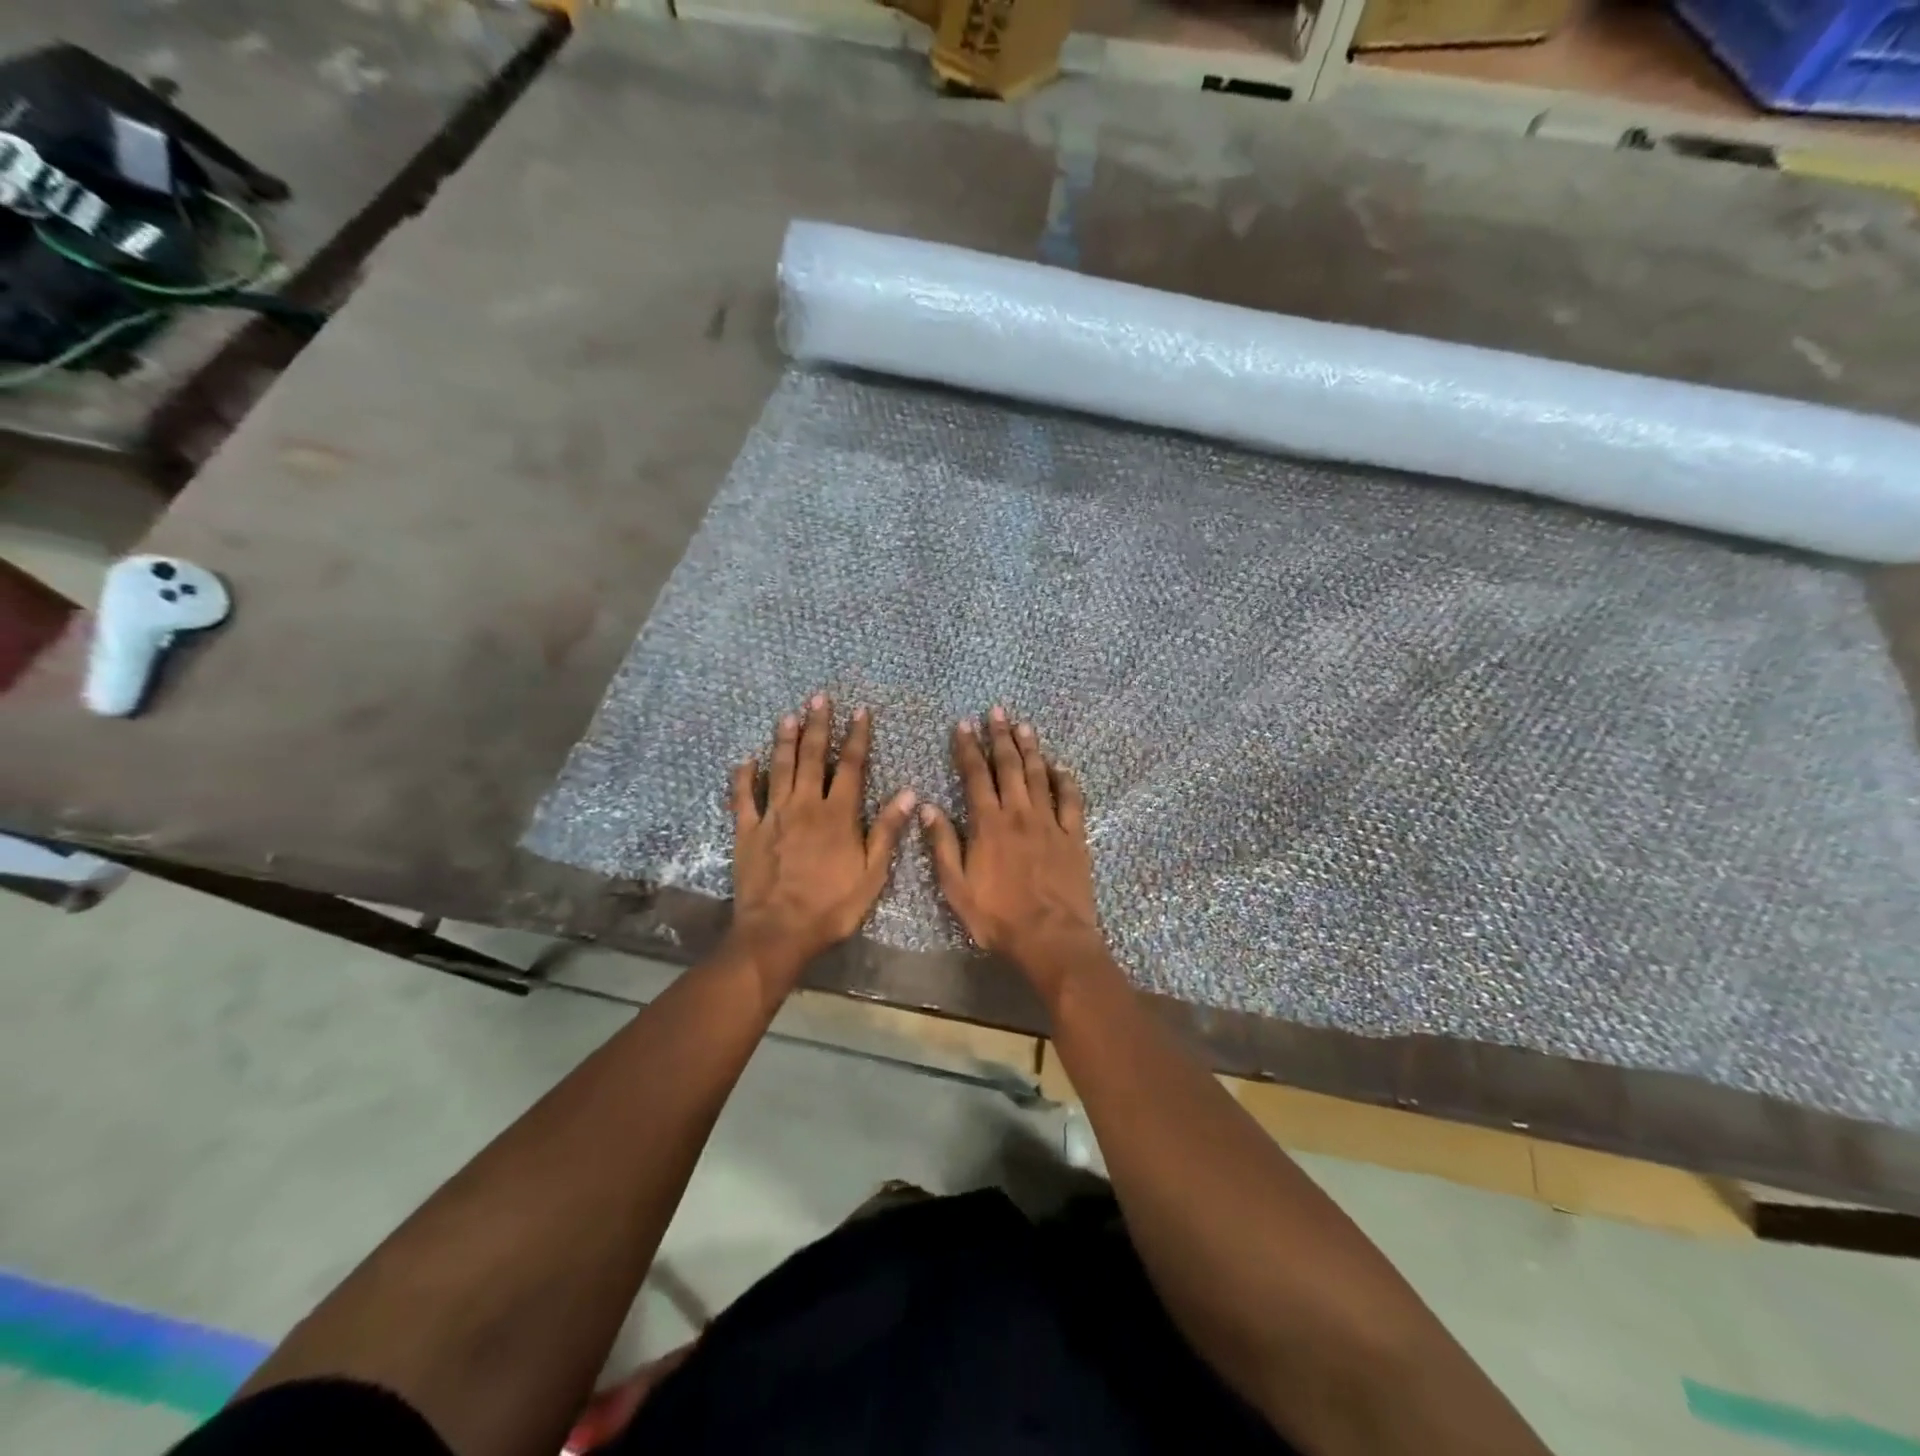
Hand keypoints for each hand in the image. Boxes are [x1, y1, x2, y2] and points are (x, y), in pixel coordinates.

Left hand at [729, 693, 915, 984]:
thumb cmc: (831, 906)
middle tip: (819, 698)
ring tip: (789, 716)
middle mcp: (805, 805)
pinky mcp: (746, 831)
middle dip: (818, 725)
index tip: (860, 712)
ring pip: (779, 768)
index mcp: (838, 814)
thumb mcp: (872, 874)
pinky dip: (743, 776)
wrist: (778, 932)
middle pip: (813, 757)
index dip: (857, 737)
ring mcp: (772, 816)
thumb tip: (908, 793)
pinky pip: (743, 797)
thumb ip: (887, 830)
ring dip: (785, 740)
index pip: (852, 766)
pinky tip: (745, 760)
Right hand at [920, 706, 1107, 999]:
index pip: (975, 776)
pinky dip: (1065, 781)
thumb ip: (943, 844)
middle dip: (1000, 737)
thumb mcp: (957, 887)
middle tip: (997, 711)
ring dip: (1031, 749)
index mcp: (988, 824)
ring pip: (1039, 776)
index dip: (968, 748)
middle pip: (1009, 766)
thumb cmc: (998, 917)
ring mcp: (1050, 823)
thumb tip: (927, 806)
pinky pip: (1071, 801)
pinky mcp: (1074, 837)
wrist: (1051, 938)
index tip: (964, 724)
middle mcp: (1019, 814)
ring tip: (1024, 726)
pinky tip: (1060, 767)